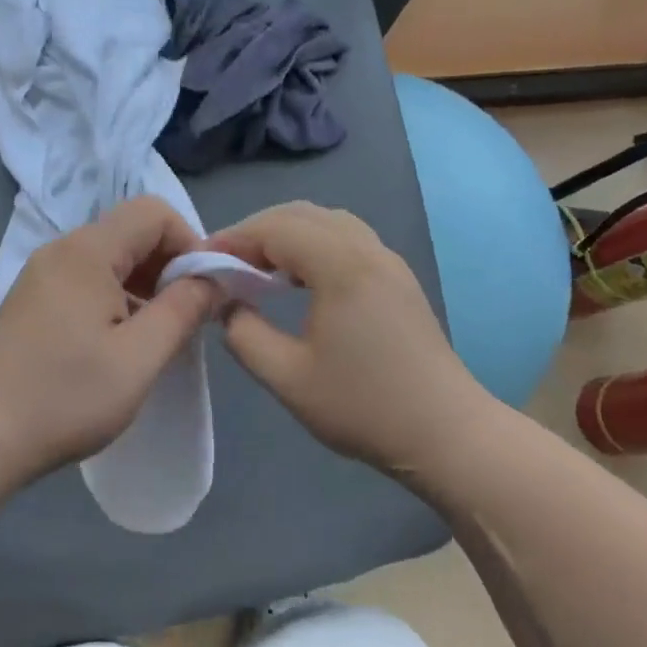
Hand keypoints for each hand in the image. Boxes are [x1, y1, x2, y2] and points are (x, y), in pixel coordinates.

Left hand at [0, 196, 219, 485]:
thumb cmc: (66, 396)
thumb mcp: (140, 358)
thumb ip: (184, 310)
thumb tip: (214, 279)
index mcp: (87, 252)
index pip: (155, 213)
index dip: (190, 243)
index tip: (203, 292)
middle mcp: (62, 250)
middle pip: (132, 232)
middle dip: (170, 266)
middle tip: (185, 318)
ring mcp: (42, 275)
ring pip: (111, 258)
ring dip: (145, 285)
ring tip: (156, 336)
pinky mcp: (33, 300)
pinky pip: (89, 280)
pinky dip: (117, 298)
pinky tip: (120, 343)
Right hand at [206, 202, 494, 480]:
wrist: (444, 432)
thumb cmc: (363, 407)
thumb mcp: (288, 377)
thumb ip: (244, 334)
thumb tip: (228, 305)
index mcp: (341, 266)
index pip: (276, 228)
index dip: (234, 239)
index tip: (202, 263)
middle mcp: (368, 250)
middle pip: (302, 214)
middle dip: (257, 231)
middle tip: (226, 264)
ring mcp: (389, 262)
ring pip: (328, 222)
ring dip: (287, 235)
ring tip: (258, 269)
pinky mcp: (399, 279)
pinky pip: (348, 239)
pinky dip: (313, 245)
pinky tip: (299, 280)